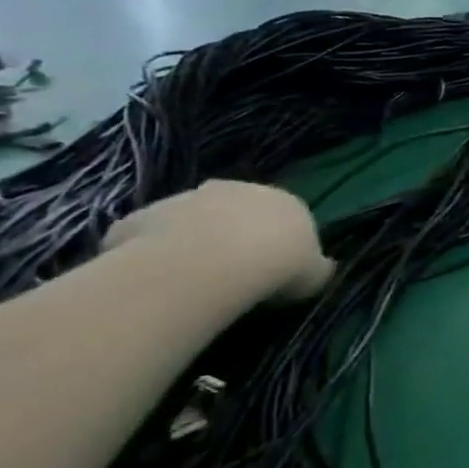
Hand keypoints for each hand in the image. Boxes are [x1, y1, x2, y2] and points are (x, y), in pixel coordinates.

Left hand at [102, 182, 333, 301]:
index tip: (275, 267)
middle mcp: (238, 189)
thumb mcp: (316, 275)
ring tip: (192, 276)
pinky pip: (150, 235)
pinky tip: (158, 278)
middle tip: (232, 268)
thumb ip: (318, 267)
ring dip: (193, 238)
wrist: (213, 263)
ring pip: (192, 218)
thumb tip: (323, 265)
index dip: (280, 241)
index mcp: (286, 201)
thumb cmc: (279, 266)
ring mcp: (187, 198)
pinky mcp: (145, 216)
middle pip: (236, 210)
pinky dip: (154, 251)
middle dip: (233, 232)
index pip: (287, 216)